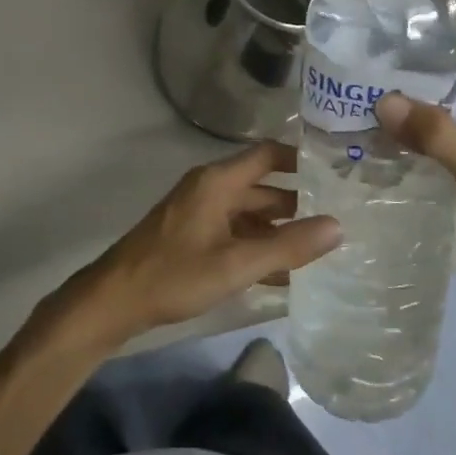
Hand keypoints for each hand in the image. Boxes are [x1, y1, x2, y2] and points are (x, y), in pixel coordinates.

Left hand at [55, 141, 339, 351]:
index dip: (300, 158)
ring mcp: (199, 213)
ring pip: (249, 214)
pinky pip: (234, 234)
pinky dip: (257, 247)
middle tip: (339, 217)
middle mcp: (209, 189)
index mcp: (217, 182)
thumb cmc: (175, 274)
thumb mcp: (237, 263)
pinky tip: (284, 274)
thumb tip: (338, 226)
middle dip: (297, 202)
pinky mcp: (192, 236)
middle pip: (261, 187)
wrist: (116, 300)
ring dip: (279, 230)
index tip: (335, 170)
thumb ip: (287, 246)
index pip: (267, 154)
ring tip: (320, 249)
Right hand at [376, 21, 455, 287]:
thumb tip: (381, 100)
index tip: (390, 7)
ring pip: (449, 79)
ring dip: (415, 77)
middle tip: (364, 41)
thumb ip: (431, 131)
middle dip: (413, 44)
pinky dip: (422, 106)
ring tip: (366, 71)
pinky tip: (390, 113)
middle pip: (455, 48)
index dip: (434, 11)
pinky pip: (449, 106)